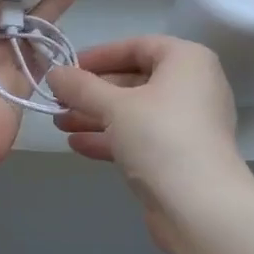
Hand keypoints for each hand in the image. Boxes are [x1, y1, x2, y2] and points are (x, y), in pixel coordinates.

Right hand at [47, 36, 242, 216]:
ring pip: (134, 112)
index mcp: (187, 61)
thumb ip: (81, 87)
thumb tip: (53, 72)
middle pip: (134, 80)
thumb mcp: (114, 106)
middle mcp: (192, 87)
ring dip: (96, 116)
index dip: (99, 55)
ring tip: (59, 123)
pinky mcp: (180, 156)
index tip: (67, 68)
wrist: (200, 207)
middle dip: (92, 92)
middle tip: (58, 99)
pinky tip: (77, 144)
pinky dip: (111, 138)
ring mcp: (188, 124)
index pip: (137, 46)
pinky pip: (141, 137)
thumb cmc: (160, 138)